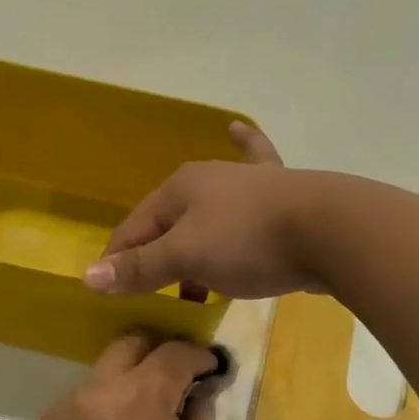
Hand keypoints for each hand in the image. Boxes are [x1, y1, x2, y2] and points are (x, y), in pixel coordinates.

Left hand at [29, 333, 221, 419]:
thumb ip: (202, 419)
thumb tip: (199, 393)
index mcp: (142, 395)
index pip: (175, 352)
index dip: (198, 355)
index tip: (210, 367)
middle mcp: (101, 386)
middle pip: (131, 343)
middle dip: (158, 351)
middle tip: (174, 376)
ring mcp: (69, 402)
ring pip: (104, 370)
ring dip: (128, 379)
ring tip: (142, 411)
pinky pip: (83, 397)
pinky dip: (103, 403)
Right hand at [83, 123, 326, 298]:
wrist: (331, 229)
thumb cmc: (248, 241)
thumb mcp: (186, 258)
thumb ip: (139, 268)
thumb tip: (88, 276)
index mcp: (179, 188)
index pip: (134, 228)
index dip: (119, 261)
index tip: (112, 292)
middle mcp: (209, 177)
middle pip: (169, 222)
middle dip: (159, 256)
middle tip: (155, 291)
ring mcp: (247, 182)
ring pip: (208, 214)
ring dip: (194, 242)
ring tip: (192, 279)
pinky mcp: (281, 193)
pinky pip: (254, 173)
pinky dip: (245, 150)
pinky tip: (237, 127)